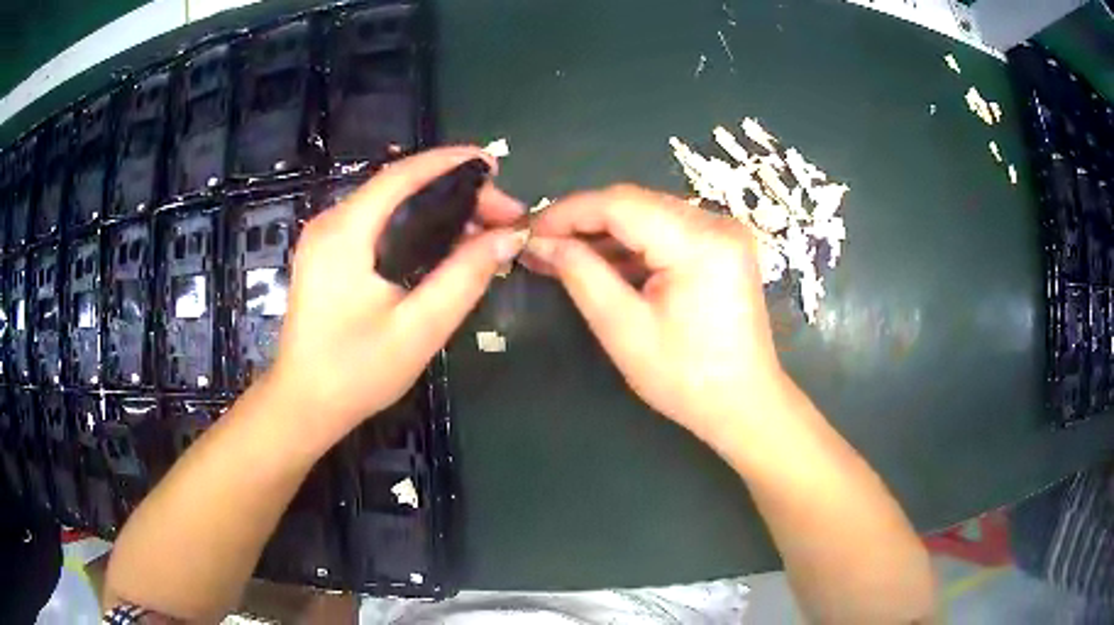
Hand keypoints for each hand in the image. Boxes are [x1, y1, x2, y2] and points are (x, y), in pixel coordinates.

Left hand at [268, 147, 526, 441]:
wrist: (305, 405)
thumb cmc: (357, 372)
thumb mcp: (420, 328)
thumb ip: (465, 277)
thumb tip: (509, 237)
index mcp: (345, 232)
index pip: (403, 175)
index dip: (452, 162)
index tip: (496, 166)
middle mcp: (330, 222)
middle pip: (399, 186)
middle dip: (453, 191)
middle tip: (501, 215)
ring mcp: (324, 238)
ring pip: (390, 204)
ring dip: (437, 209)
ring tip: (482, 229)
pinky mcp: (326, 255)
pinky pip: (378, 224)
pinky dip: (415, 226)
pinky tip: (443, 245)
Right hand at [521, 185, 788, 446]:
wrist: (744, 404)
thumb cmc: (686, 379)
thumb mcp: (624, 329)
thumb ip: (581, 275)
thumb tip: (539, 243)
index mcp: (700, 241)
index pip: (620, 203)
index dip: (568, 212)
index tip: (529, 232)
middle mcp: (717, 223)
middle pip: (635, 203)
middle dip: (583, 222)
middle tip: (541, 245)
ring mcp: (724, 233)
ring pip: (648, 214)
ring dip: (604, 233)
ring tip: (562, 255)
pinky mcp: (722, 246)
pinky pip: (666, 231)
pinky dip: (632, 245)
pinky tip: (602, 263)